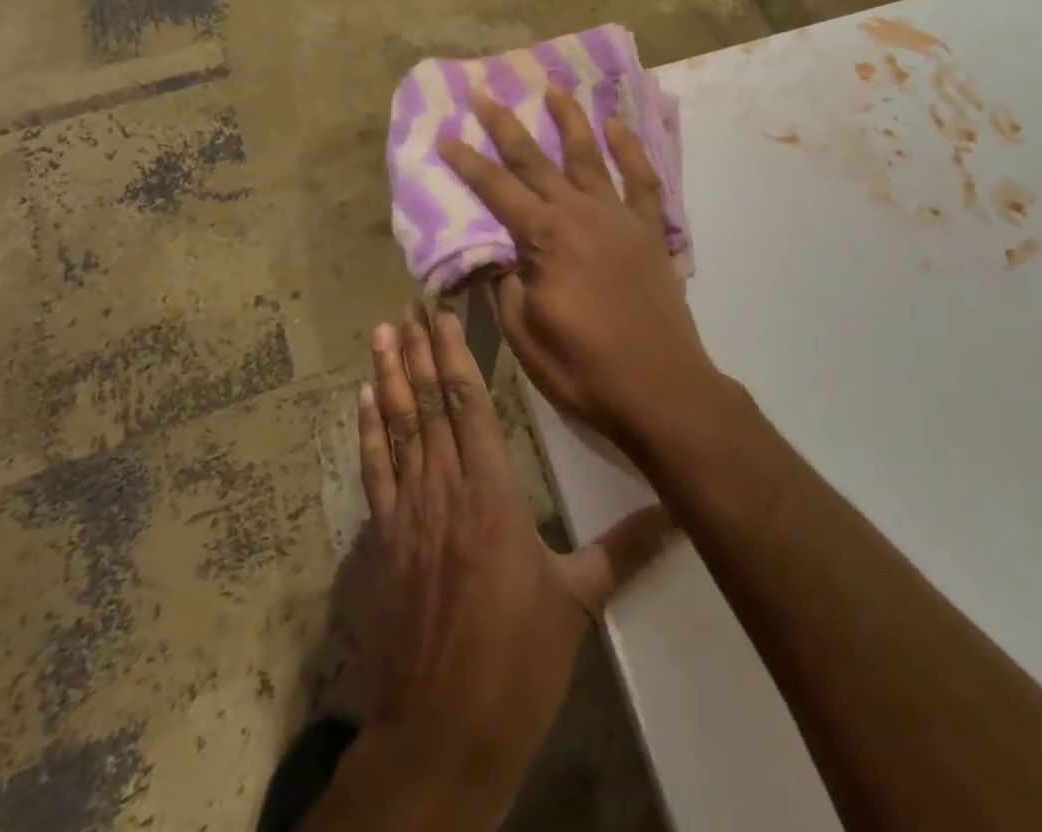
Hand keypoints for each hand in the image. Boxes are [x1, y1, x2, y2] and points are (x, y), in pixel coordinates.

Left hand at [343, 308, 669, 824]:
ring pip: (398, 428)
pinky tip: (362, 401)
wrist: (442, 735)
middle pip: (429, 406)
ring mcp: (409, 512)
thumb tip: (679, 516)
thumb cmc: (517, 663)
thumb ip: (624, 549)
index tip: (441, 316)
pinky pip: (374, 472)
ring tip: (380, 335)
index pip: (470, 406)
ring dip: (388, 378)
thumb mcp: (577, 602)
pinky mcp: (384, 541)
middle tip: (405, 307)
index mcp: (494, 494)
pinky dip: (367, 432)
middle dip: (418, 352)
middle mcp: (446, 489)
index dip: (454, 356)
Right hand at [438, 89, 724, 454]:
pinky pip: (642, 180)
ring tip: (553, 88)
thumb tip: (491, 253)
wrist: (661, 389)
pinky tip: (618, 127)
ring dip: (569, 120)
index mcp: (545, 237)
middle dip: (506, 126)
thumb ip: (504, 284)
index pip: (496, 190)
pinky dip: (630, 150)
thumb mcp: (524, 334)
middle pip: (536, 160)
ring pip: (590, 156)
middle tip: (486, 94)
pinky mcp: (651, 231)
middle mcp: (581, 213)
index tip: (445, 136)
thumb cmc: (584, 368)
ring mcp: (620, 218)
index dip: (467, 163)